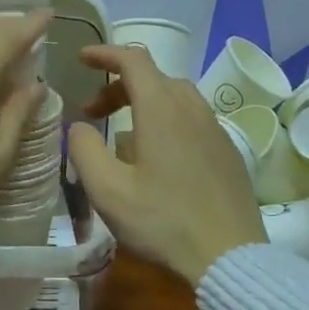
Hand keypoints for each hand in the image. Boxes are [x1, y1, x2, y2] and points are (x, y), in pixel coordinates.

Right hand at [67, 44, 266, 285]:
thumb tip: (80, 127)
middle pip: (154, 78)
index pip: (133, 60)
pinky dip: (167, 122)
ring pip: (176, 98)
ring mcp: (216, 129)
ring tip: (124, 135)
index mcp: (162, 108)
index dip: (105, 54)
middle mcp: (192, 108)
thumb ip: (84, 149)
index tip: (82, 59)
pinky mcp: (228, 151)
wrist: (228, 255)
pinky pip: (193, 120)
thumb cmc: (162, 221)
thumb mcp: (108, 190)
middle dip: (119, 86)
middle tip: (94, 113)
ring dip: (145, 104)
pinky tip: (159, 158)